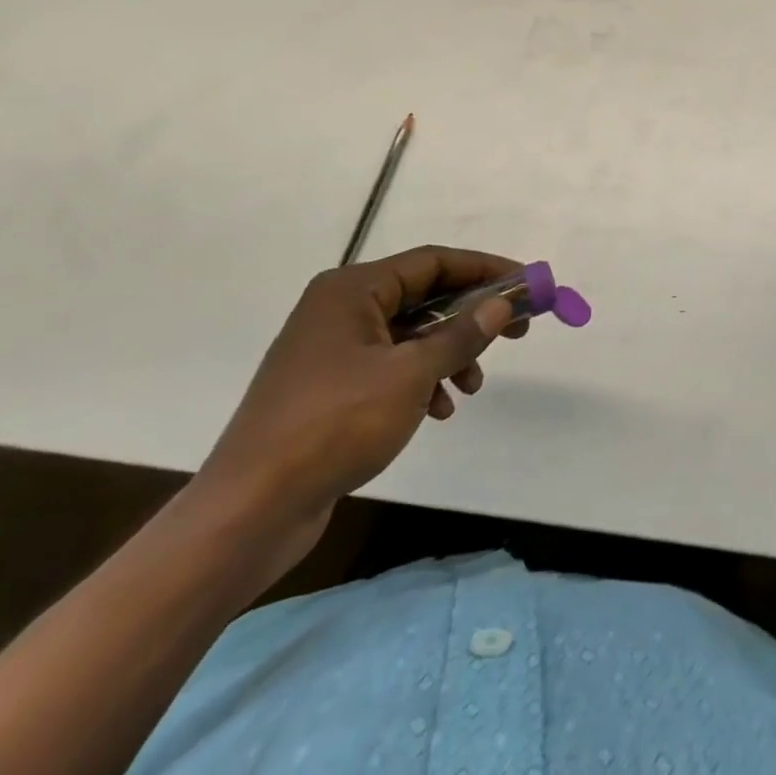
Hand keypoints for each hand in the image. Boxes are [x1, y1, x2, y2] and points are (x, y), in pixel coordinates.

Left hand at [193, 245, 527, 575]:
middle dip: (471, 314)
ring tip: (474, 384)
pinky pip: (390, 366)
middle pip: (423, 295)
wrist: (249, 512)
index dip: (484, 269)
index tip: (526, 284)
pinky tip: (440, 409)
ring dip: (449, 353)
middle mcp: (340, 309)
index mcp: (352, 289)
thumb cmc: (333, 426)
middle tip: (516, 330)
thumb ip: (461, 335)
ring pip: (410, 334)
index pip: (433, 262)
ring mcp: (332, 349)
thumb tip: (502, 304)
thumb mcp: (410, 375)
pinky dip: (421, 380)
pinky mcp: (329, 388)